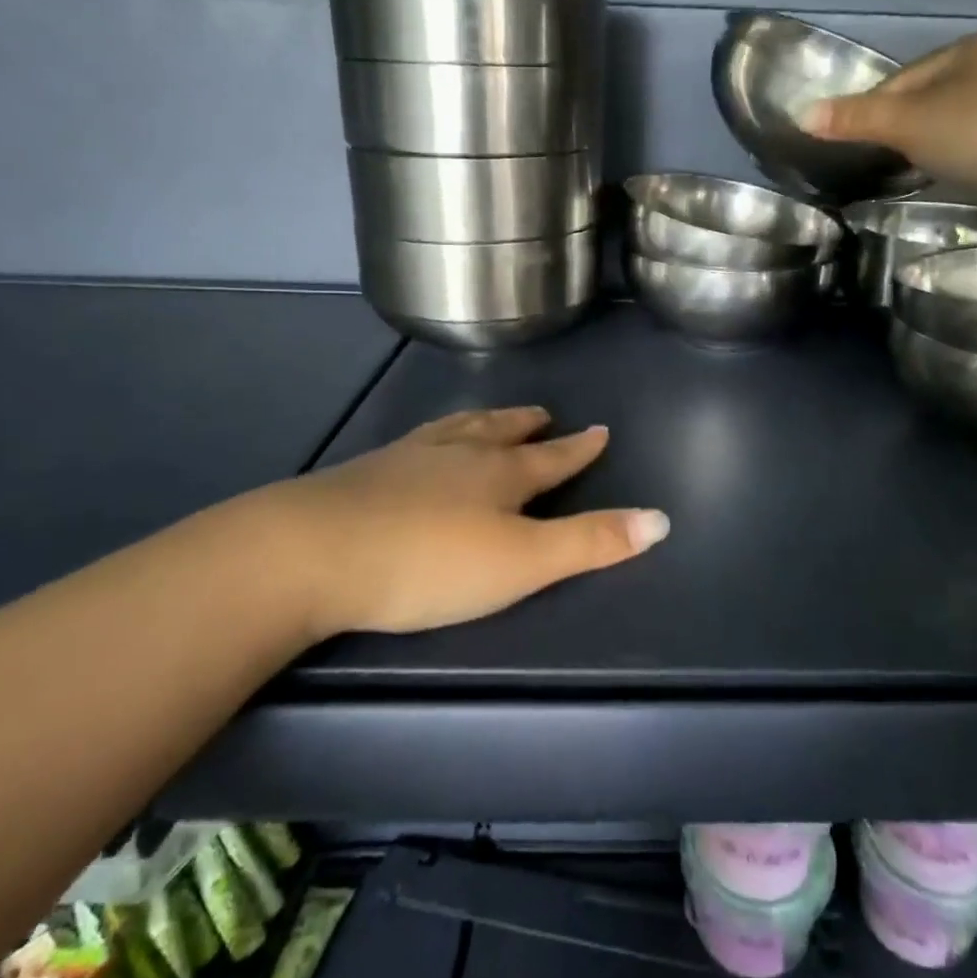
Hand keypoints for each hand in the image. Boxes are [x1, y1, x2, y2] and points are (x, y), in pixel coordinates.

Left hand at [239, 406, 667, 638]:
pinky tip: (419, 447)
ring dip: (483, 423)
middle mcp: (460, 454)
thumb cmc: (431, 562)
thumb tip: (662, 519)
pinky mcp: (366, 472)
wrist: (313, 552)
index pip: (553, 458)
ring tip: (491, 418)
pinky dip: (433, 437)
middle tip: (542, 414)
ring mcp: (409, 458)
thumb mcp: (523, 563)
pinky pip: (415, 442)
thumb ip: (590, 543)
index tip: (600, 431)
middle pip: (502, 433)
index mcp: (501, 474)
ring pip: (457, 430)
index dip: (579, 449)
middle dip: (527, 427)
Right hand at [800, 30, 976, 204]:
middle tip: (875, 166)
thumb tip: (801, 116)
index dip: (871, 110)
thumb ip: (857, 120)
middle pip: (929, 101)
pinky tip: (952, 181)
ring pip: (955, 127)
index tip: (848, 146)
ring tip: (908, 176)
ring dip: (930, 149)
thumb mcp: (911, 124)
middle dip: (901, 132)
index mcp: (972, 49)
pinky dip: (960, 163)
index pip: (903, 79)